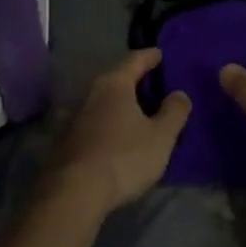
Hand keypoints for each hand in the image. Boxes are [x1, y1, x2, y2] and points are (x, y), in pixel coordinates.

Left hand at [42, 50, 191, 215]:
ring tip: (138, 112)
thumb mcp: (161, 137)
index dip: (150, 57)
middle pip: (116, 80)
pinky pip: (94, 122)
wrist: (75, 193)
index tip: (160, 53)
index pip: (134, 60)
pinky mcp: (66, 140)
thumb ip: (174, 112)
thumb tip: (179, 94)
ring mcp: (74, 117)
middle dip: (135, 81)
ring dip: (120, 105)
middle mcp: (91, 94)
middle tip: (153, 84)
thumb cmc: (124, 157)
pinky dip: (109, 123)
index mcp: (114, 85)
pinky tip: (118, 136)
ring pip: (103, 102)